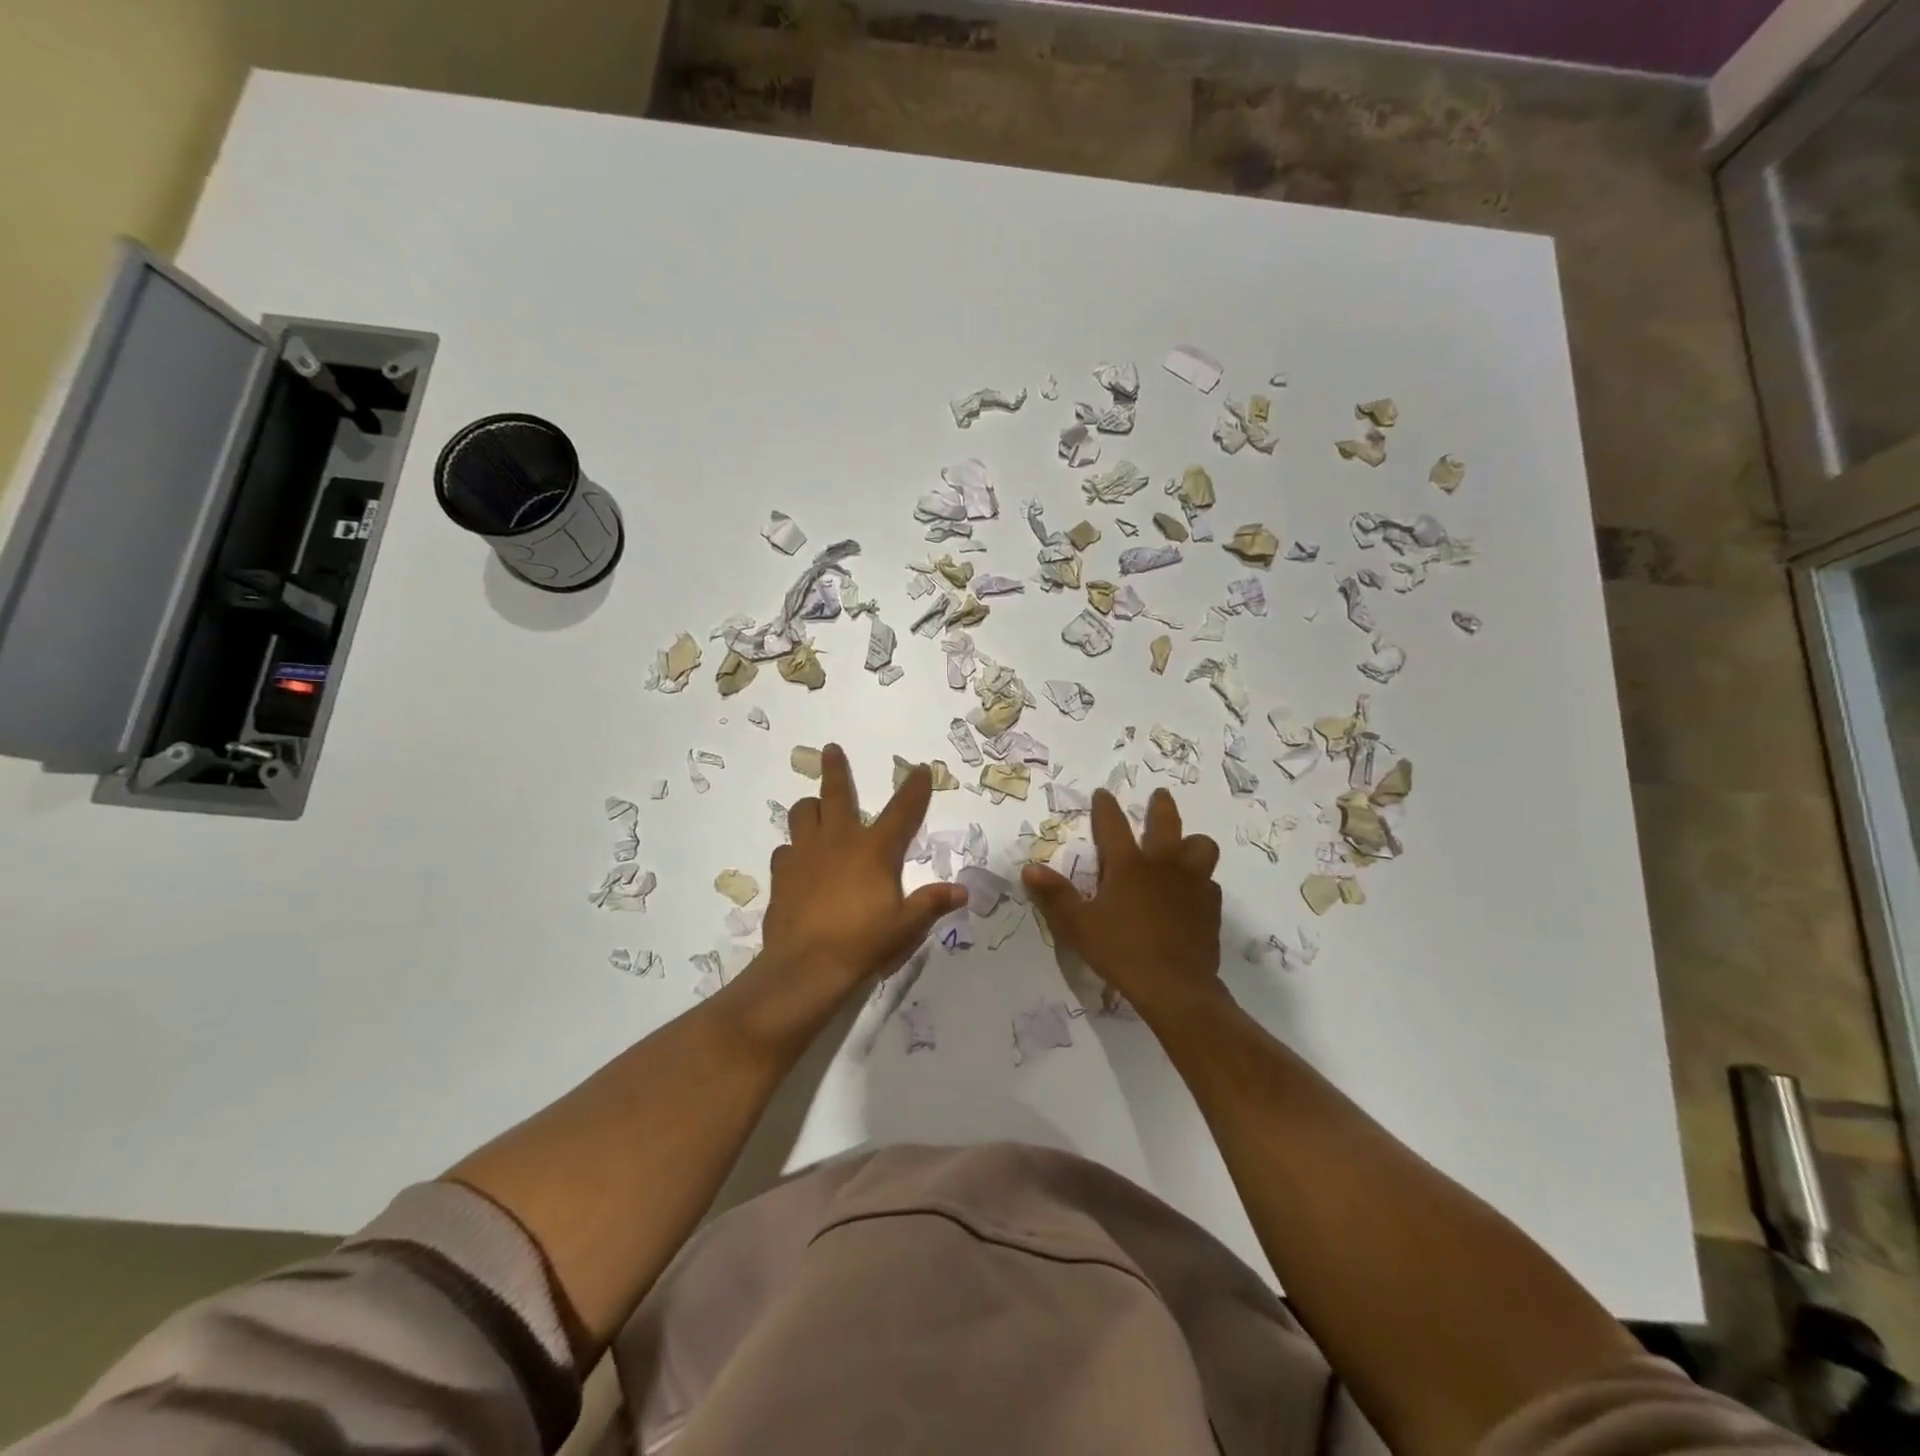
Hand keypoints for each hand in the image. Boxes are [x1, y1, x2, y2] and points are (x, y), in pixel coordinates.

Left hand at [737, 744, 965, 1044]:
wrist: (806, 967)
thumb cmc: (863, 942)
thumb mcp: (906, 926)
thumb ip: (932, 904)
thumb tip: (962, 892)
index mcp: (874, 850)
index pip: (901, 811)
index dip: (914, 788)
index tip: (920, 768)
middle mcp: (838, 841)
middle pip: (836, 793)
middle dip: (836, 769)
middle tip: (830, 749)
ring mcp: (804, 854)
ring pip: (802, 813)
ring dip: (810, 807)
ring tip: (814, 809)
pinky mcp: (781, 874)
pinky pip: (785, 850)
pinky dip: (793, 850)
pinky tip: (797, 862)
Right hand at [1022, 787, 1222, 1018]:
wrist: (1175, 986)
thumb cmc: (1121, 951)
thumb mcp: (1078, 926)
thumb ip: (1055, 895)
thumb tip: (1029, 868)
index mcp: (1128, 866)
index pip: (1113, 825)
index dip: (1106, 807)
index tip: (1103, 792)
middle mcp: (1163, 865)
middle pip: (1166, 822)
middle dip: (1161, 806)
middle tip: (1159, 795)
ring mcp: (1192, 883)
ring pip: (1201, 846)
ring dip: (1192, 842)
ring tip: (1185, 847)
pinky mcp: (1211, 906)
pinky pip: (1210, 882)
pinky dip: (1201, 881)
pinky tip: (1193, 893)